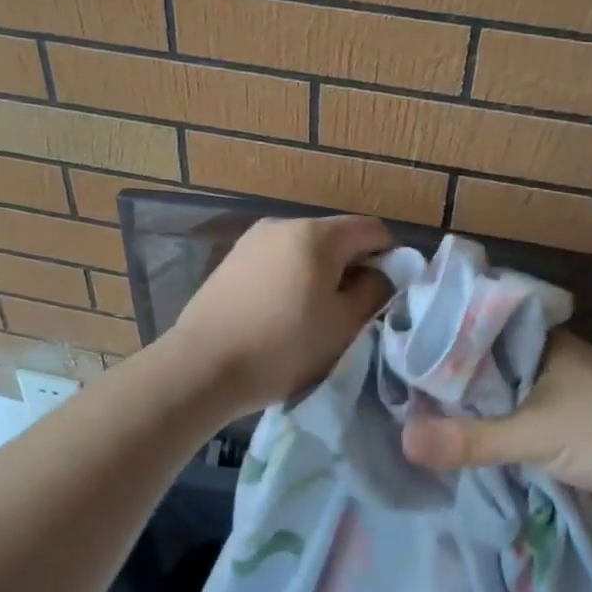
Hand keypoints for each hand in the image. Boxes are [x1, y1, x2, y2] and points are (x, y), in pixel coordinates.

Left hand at [170, 214, 393, 416]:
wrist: (201, 367)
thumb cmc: (283, 346)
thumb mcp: (343, 325)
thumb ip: (374, 291)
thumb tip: (383, 273)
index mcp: (317, 234)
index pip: (372, 230)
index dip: (390, 257)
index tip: (386, 294)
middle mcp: (284, 224)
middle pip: (337, 237)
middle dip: (353, 267)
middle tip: (352, 311)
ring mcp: (253, 240)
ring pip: (306, 249)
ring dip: (321, 274)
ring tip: (314, 315)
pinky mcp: (232, 259)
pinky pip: (278, 260)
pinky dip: (292, 278)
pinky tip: (282, 313)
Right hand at [399, 332, 591, 528]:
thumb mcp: (536, 432)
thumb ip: (472, 439)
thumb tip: (403, 440)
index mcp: (535, 340)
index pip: (470, 329)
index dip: (432, 341)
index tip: (385, 353)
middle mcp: (537, 359)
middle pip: (476, 367)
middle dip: (440, 382)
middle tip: (385, 392)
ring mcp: (546, 394)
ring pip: (490, 398)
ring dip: (459, 412)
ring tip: (403, 418)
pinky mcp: (553, 428)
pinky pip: (505, 426)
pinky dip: (481, 435)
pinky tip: (446, 443)